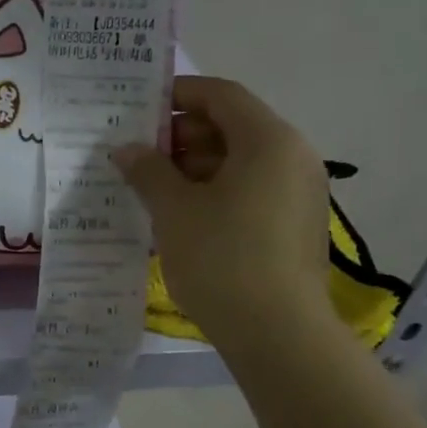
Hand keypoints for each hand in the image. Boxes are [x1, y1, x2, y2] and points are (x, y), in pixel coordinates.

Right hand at [112, 76, 331, 346]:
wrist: (278, 333)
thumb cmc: (221, 258)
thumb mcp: (173, 210)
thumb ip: (147, 170)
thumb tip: (126, 149)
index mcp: (268, 140)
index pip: (222, 95)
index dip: (179, 94)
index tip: (140, 108)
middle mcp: (293, 157)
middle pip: (233, 127)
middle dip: (182, 137)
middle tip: (139, 155)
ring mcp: (299, 193)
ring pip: (241, 163)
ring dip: (195, 167)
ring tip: (152, 189)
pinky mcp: (296, 226)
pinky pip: (252, 191)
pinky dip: (216, 192)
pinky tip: (181, 217)